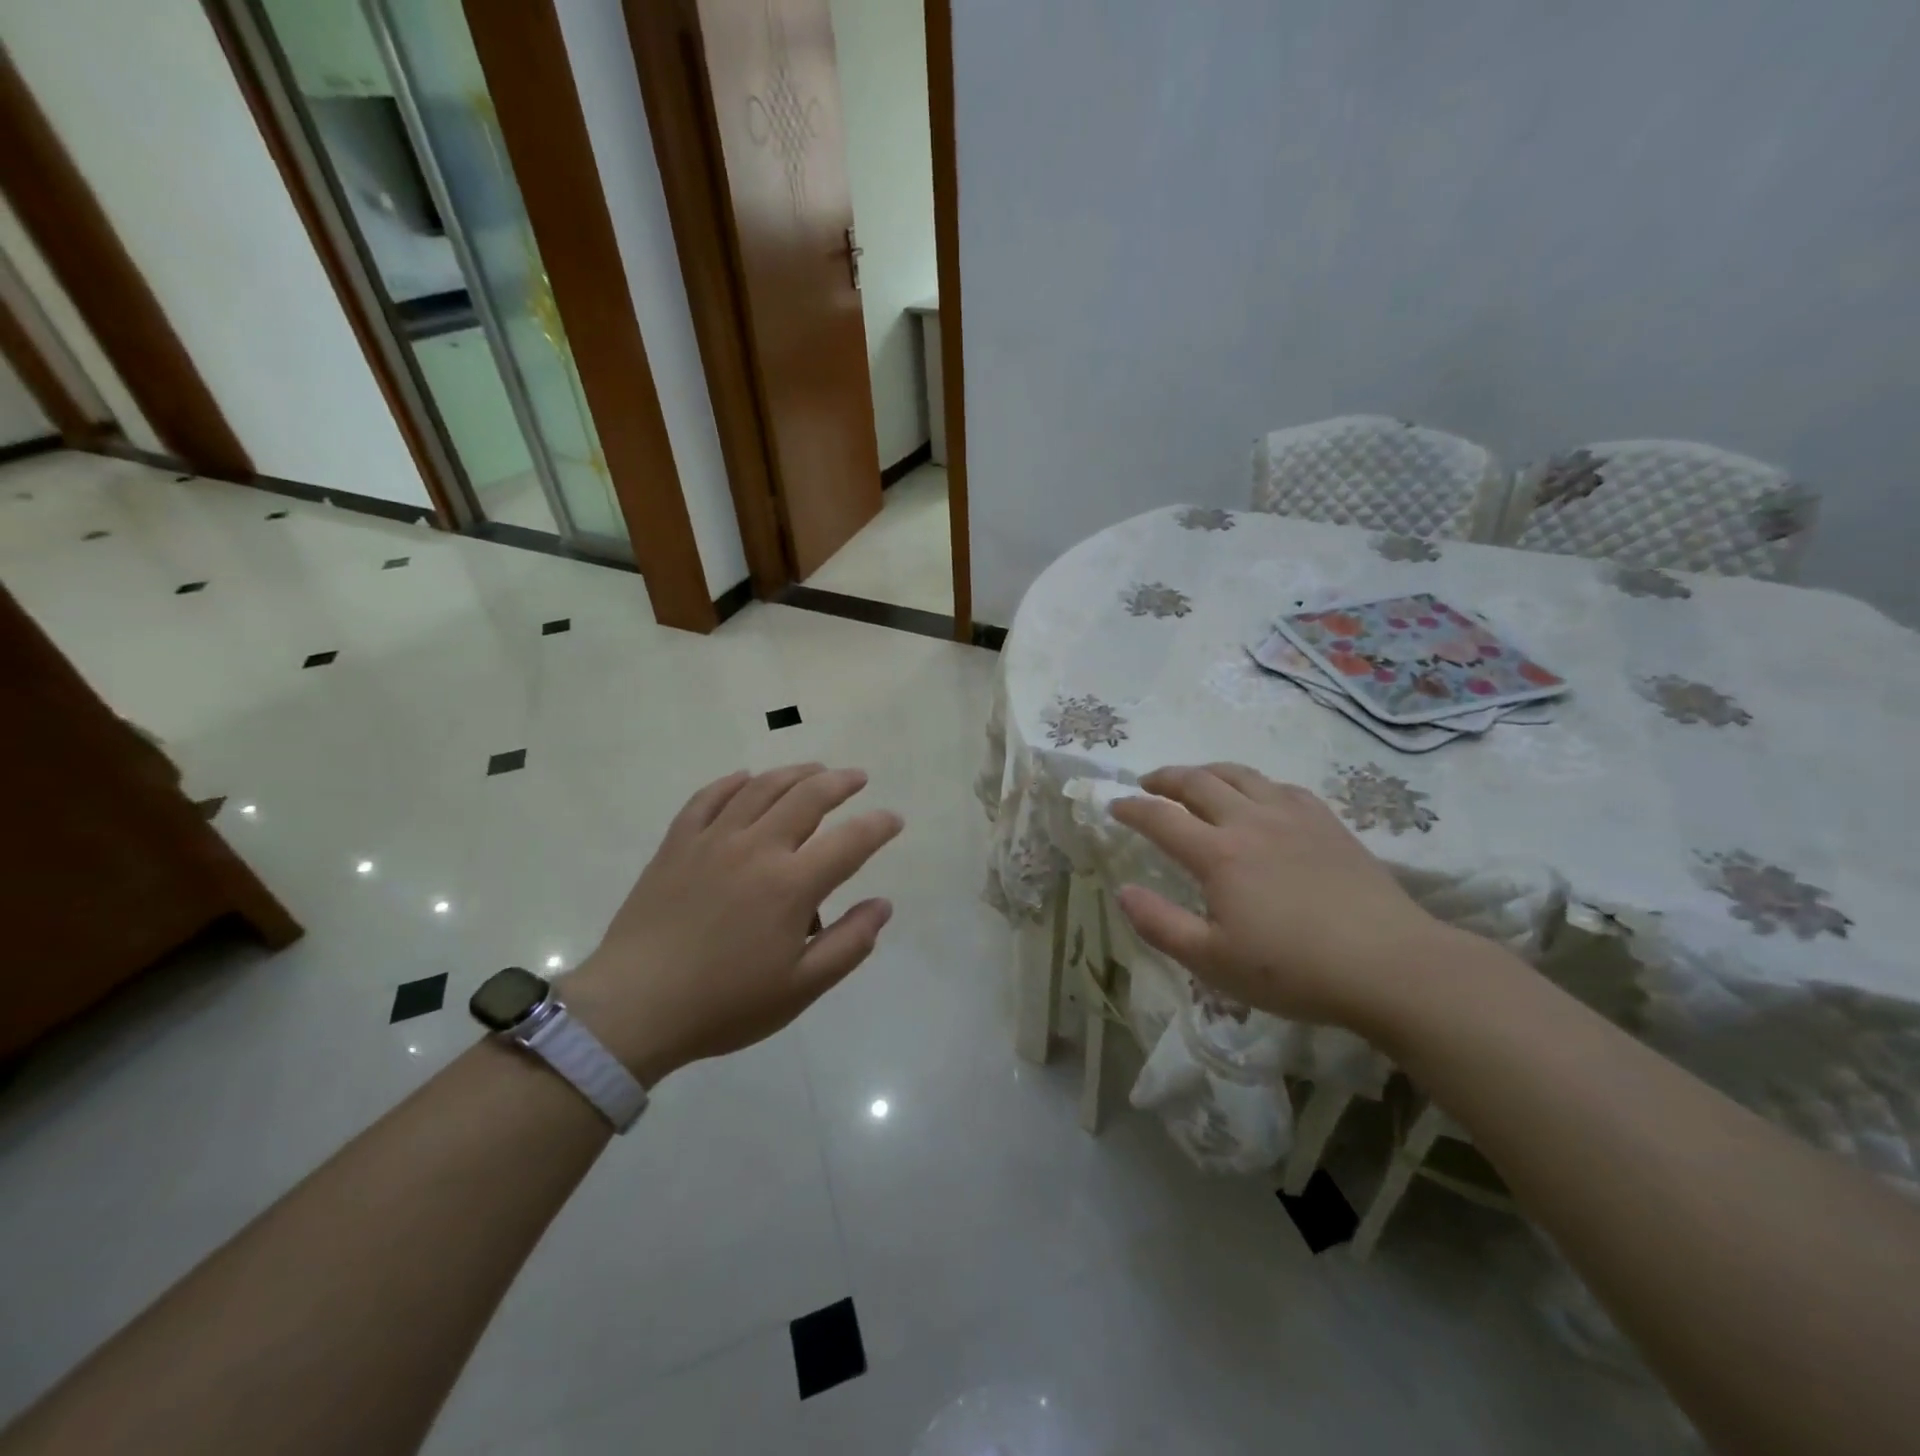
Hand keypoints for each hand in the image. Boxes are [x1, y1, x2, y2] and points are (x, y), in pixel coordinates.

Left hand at [562, 765, 901, 1084]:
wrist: (633, 1009)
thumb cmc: (724, 1004)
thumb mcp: (800, 988)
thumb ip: (849, 944)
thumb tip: (883, 905)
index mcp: (792, 885)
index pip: (850, 841)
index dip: (878, 826)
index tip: (893, 820)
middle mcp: (757, 848)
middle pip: (807, 797)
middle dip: (840, 782)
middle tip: (857, 778)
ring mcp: (712, 840)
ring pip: (760, 788)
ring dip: (794, 773)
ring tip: (813, 770)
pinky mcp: (677, 844)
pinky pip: (707, 798)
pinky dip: (732, 783)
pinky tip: (745, 779)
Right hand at [1109, 764, 1447, 1032]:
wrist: (1390, 965)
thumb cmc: (1293, 970)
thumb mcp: (1212, 961)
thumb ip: (1160, 924)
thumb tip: (1122, 891)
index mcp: (1218, 853)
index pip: (1161, 818)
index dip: (1132, 808)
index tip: (1114, 805)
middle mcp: (1250, 821)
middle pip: (1198, 782)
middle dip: (1165, 778)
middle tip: (1148, 784)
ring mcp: (1293, 816)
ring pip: (1240, 775)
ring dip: (1207, 771)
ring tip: (1195, 780)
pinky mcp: (1327, 823)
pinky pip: (1281, 787)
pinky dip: (1255, 784)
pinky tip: (1258, 797)